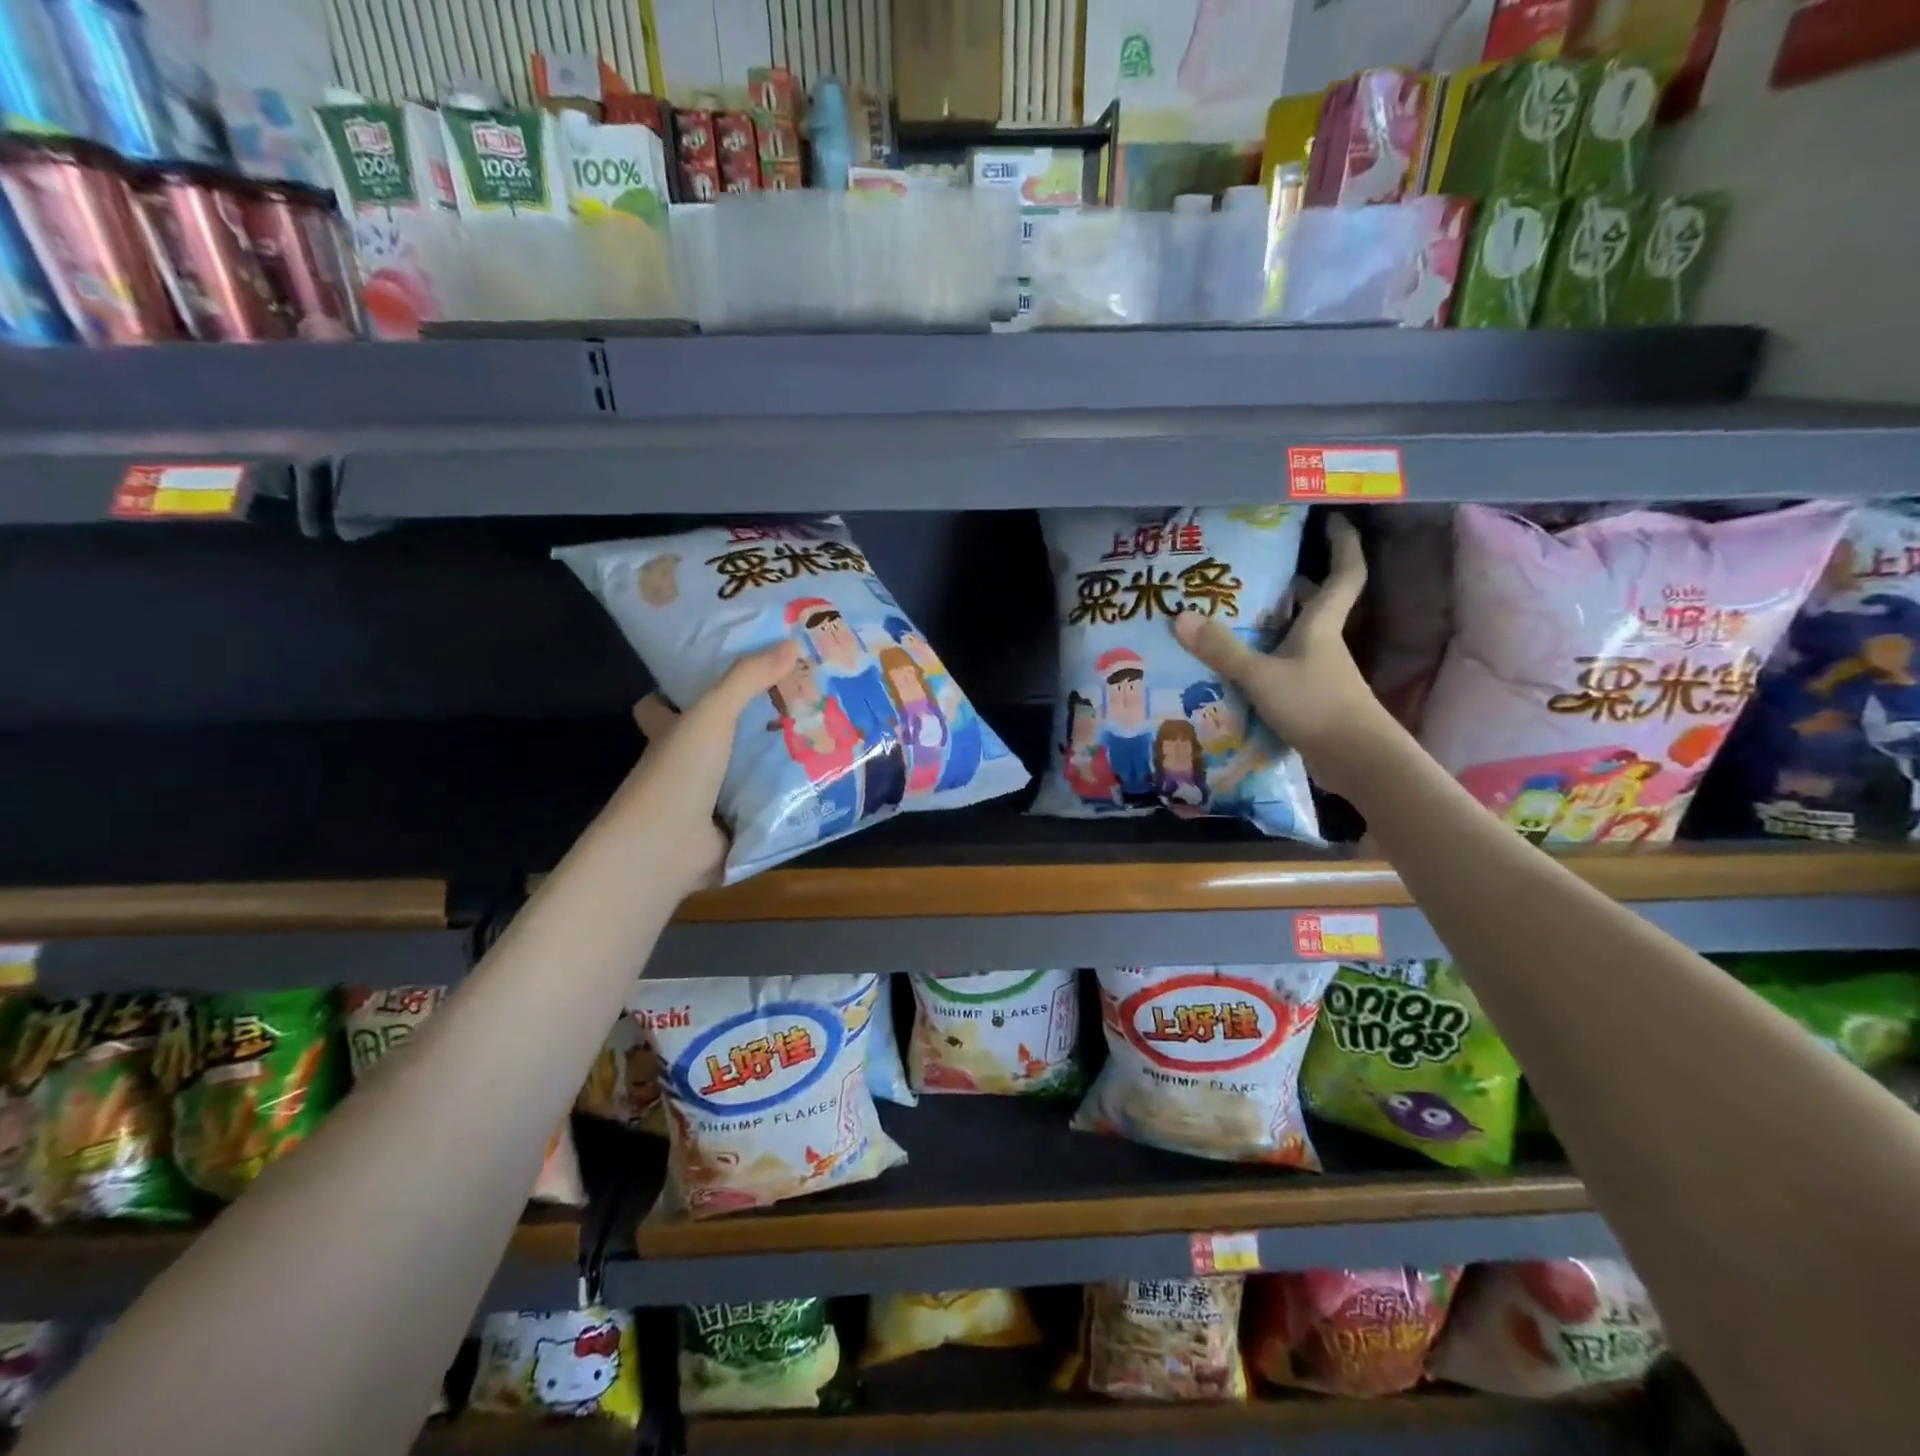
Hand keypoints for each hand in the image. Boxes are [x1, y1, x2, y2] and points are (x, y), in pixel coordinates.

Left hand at [627, 641, 801, 895]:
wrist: (666, 848)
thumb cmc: (678, 774)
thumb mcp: (712, 715)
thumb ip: (747, 680)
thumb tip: (792, 643)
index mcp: (668, 735)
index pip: (660, 707)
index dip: (677, 692)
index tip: (716, 674)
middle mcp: (683, 766)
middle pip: (714, 739)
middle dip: (748, 725)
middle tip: (795, 702)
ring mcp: (705, 800)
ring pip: (742, 773)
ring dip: (773, 762)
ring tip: (821, 737)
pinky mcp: (730, 828)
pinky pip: (762, 806)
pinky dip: (783, 799)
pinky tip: (819, 784)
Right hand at [1171, 514, 1393, 798]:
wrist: (1356, 760)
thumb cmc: (1316, 705)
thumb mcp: (1261, 676)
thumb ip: (1222, 650)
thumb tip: (1180, 617)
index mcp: (1321, 626)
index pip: (1344, 573)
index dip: (1342, 544)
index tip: (1334, 520)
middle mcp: (1324, 644)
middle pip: (1315, 604)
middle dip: (1295, 584)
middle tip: (1259, 573)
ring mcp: (1319, 674)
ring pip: (1297, 637)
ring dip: (1274, 625)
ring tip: (1235, 615)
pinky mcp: (1311, 700)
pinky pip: (1285, 668)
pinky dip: (1265, 661)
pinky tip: (1238, 668)